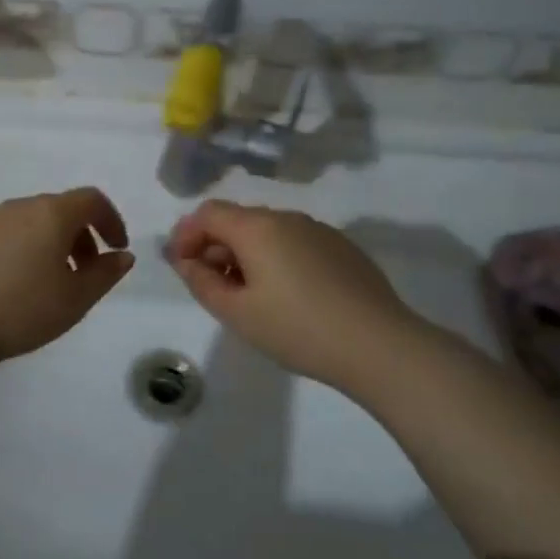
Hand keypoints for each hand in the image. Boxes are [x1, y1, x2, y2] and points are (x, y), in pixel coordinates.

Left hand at [0, 188, 133, 371]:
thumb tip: (122, 255)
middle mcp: (18, 207)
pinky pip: (6, 234)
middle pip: (60, 209)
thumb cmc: (20, 310)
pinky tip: (15, 285)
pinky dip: (23, 249)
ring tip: (51, 282)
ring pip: (31, 222)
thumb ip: (105, 274)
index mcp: (51, 213)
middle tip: (87, 271)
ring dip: (51, 243)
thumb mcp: (75, 299)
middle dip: (81, 235)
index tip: (117, 248)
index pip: (91, 199)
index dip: (111, 220)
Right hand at [167, 200, 423, 388]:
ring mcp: (319, 230)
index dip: (186, 235)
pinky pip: (295, 242)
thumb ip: (202, 282)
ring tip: (248, 295)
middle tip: (211, 286)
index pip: (208, 213)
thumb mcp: (237, 313)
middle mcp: (287, 217)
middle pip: (238, 219)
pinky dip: (276, 258)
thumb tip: (185, 260)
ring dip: (246, 253)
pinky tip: (287, 296)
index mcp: (257, 228)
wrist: (378, 345)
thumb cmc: (297, 329)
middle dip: (215, 245)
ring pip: (268, 231)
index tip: (181, 267)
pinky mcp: (342, 248)